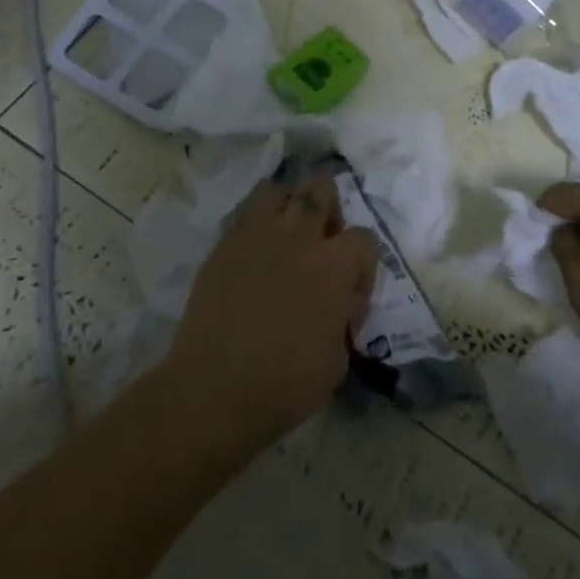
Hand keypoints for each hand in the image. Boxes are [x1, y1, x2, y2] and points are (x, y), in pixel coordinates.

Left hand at [168, 173, 378, 448]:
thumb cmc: (286, 384)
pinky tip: (255, 256)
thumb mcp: (338, 359)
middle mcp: (298, 237)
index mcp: (334, 265)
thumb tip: (341, 302)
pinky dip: (255, 227)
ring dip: (288, 205)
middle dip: (329, 208)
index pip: (364, 238)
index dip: (363, 266)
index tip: (350, 294)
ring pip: (277, 190)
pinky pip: (244, 217)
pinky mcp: (222, 247)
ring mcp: (255, 236)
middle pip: (321, 189)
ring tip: (286, 234)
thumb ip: (345, 318)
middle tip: (323, 241)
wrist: (214, 389)